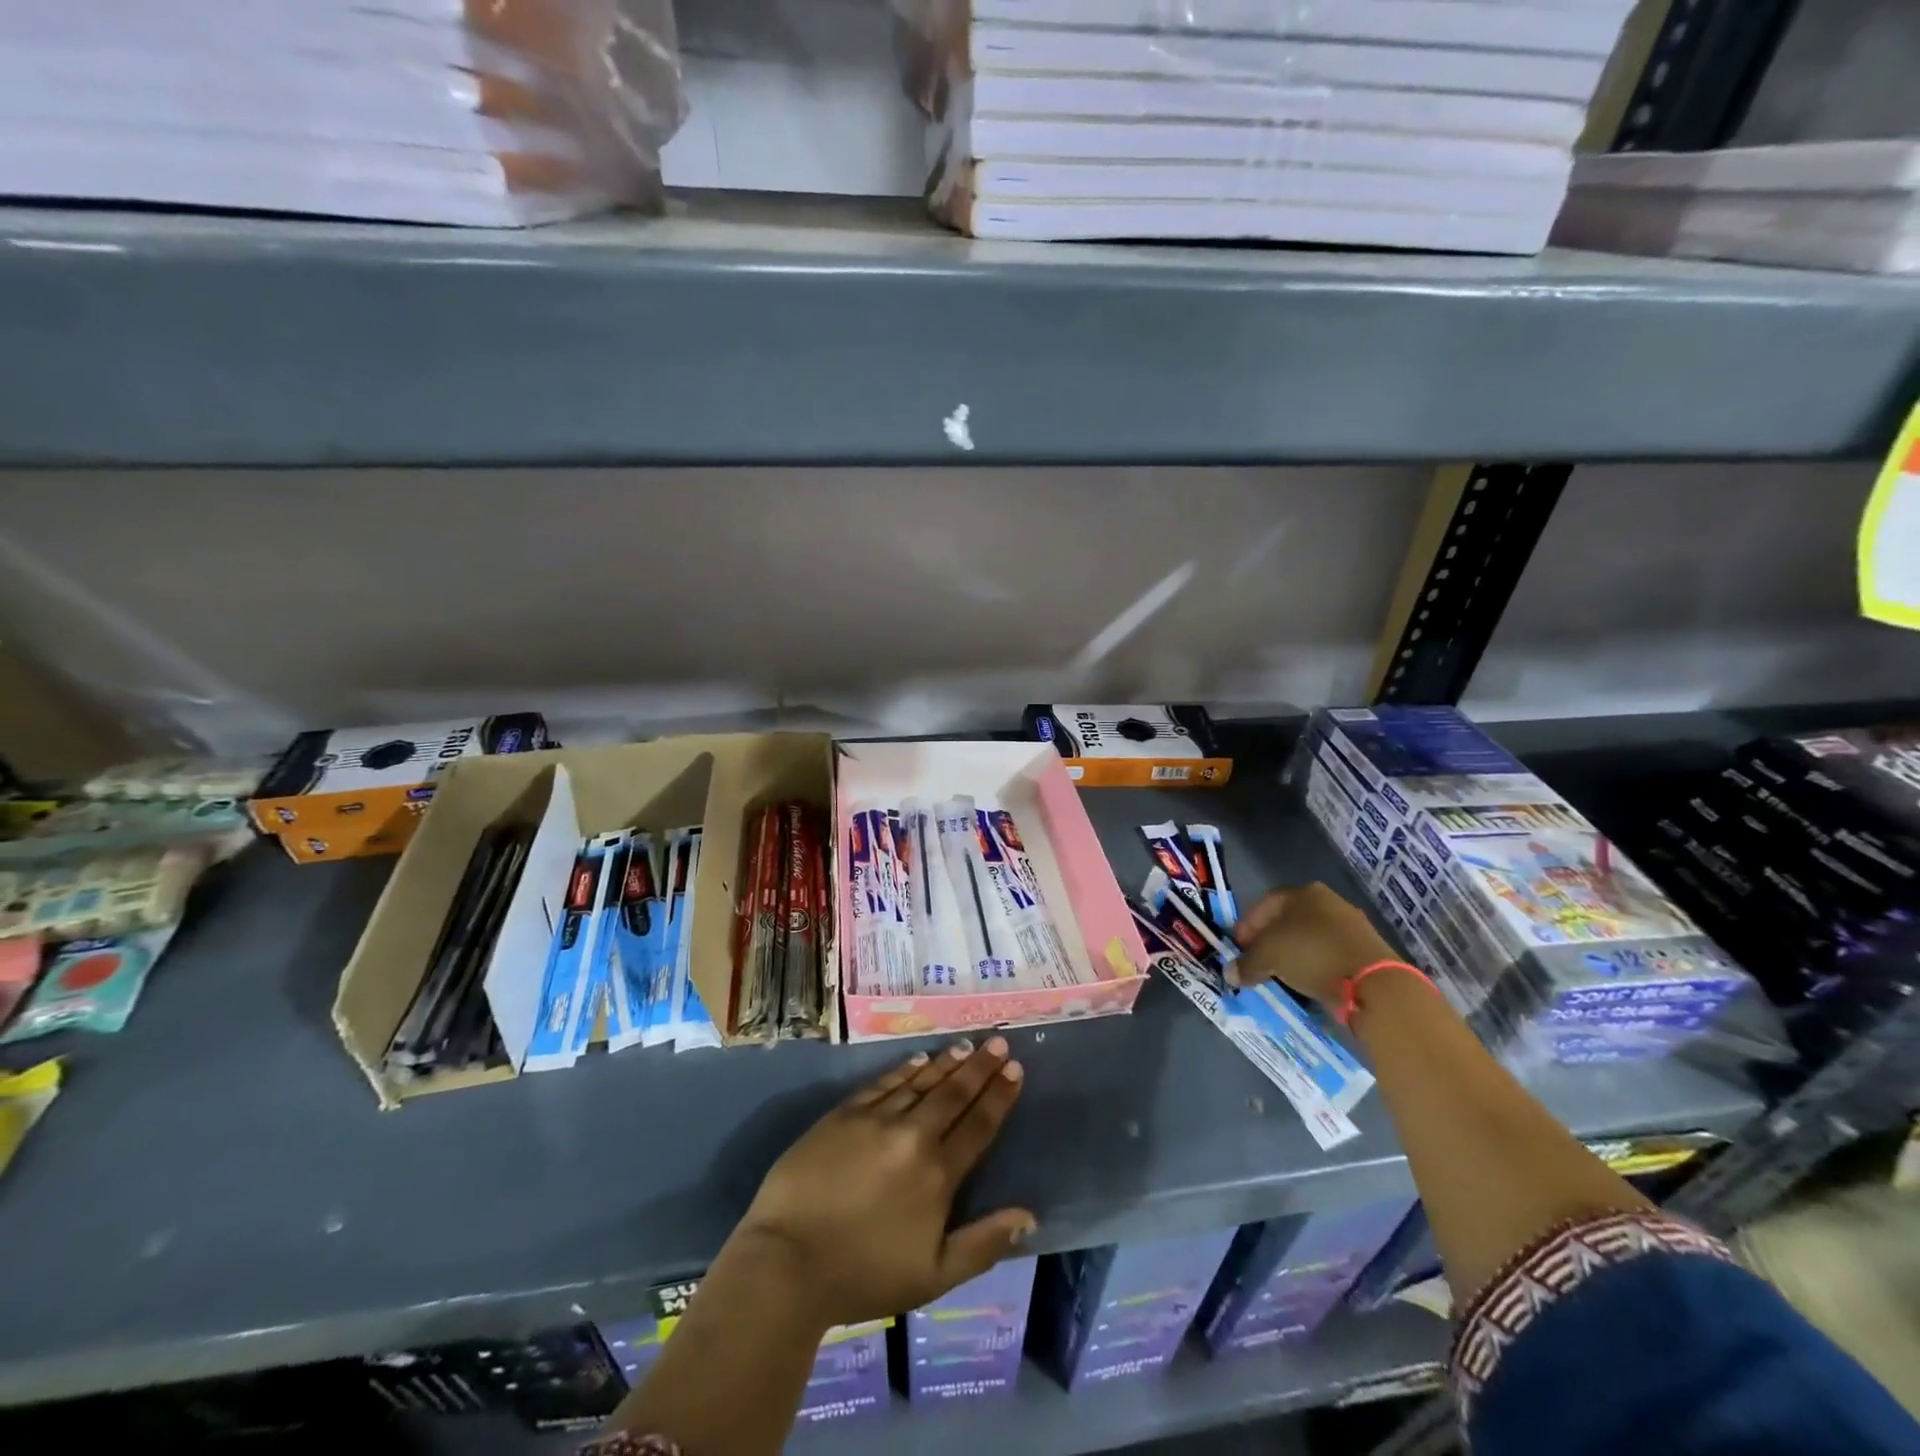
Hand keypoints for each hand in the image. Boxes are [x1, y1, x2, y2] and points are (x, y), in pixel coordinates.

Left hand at [729, 1037, 1033, 1329]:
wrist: (787, 1261)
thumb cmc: (864, 1276)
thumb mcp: (934, 1276)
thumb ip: (983, 1244)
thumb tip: (1028, 1216)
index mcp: (938, 1173)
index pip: (978, 1124)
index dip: (999, 1095)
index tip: (1015, 1068)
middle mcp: (912, 1135)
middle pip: (953, 1093)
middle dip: (980, 1066)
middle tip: (998, 1041)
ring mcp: (876, 1119)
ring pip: (921, 1081)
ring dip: (947, 1063)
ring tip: (966, 1045)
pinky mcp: (844, 1113)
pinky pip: (884, 1082)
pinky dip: (905, 1069)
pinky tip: (919, 1059)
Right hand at [1229, 882, 1395, 1004]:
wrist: (1373, 983)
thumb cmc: (1311, 955)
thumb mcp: (1268, 958)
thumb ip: (1246, 963)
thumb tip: (1230, 973)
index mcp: (1303, 892)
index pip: (1265, 904)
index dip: (1247, 925)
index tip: (1238, 947)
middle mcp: (1328, 901)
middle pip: (1288, 920)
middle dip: (1269, 940)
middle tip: (1257, 961)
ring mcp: (1350, 924)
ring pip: (1309, 937)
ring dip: (1292, 954)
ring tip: (1280, 974)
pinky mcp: (1366, 949)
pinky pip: (1329, 954)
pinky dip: (1314, 965)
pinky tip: (1306, 981)